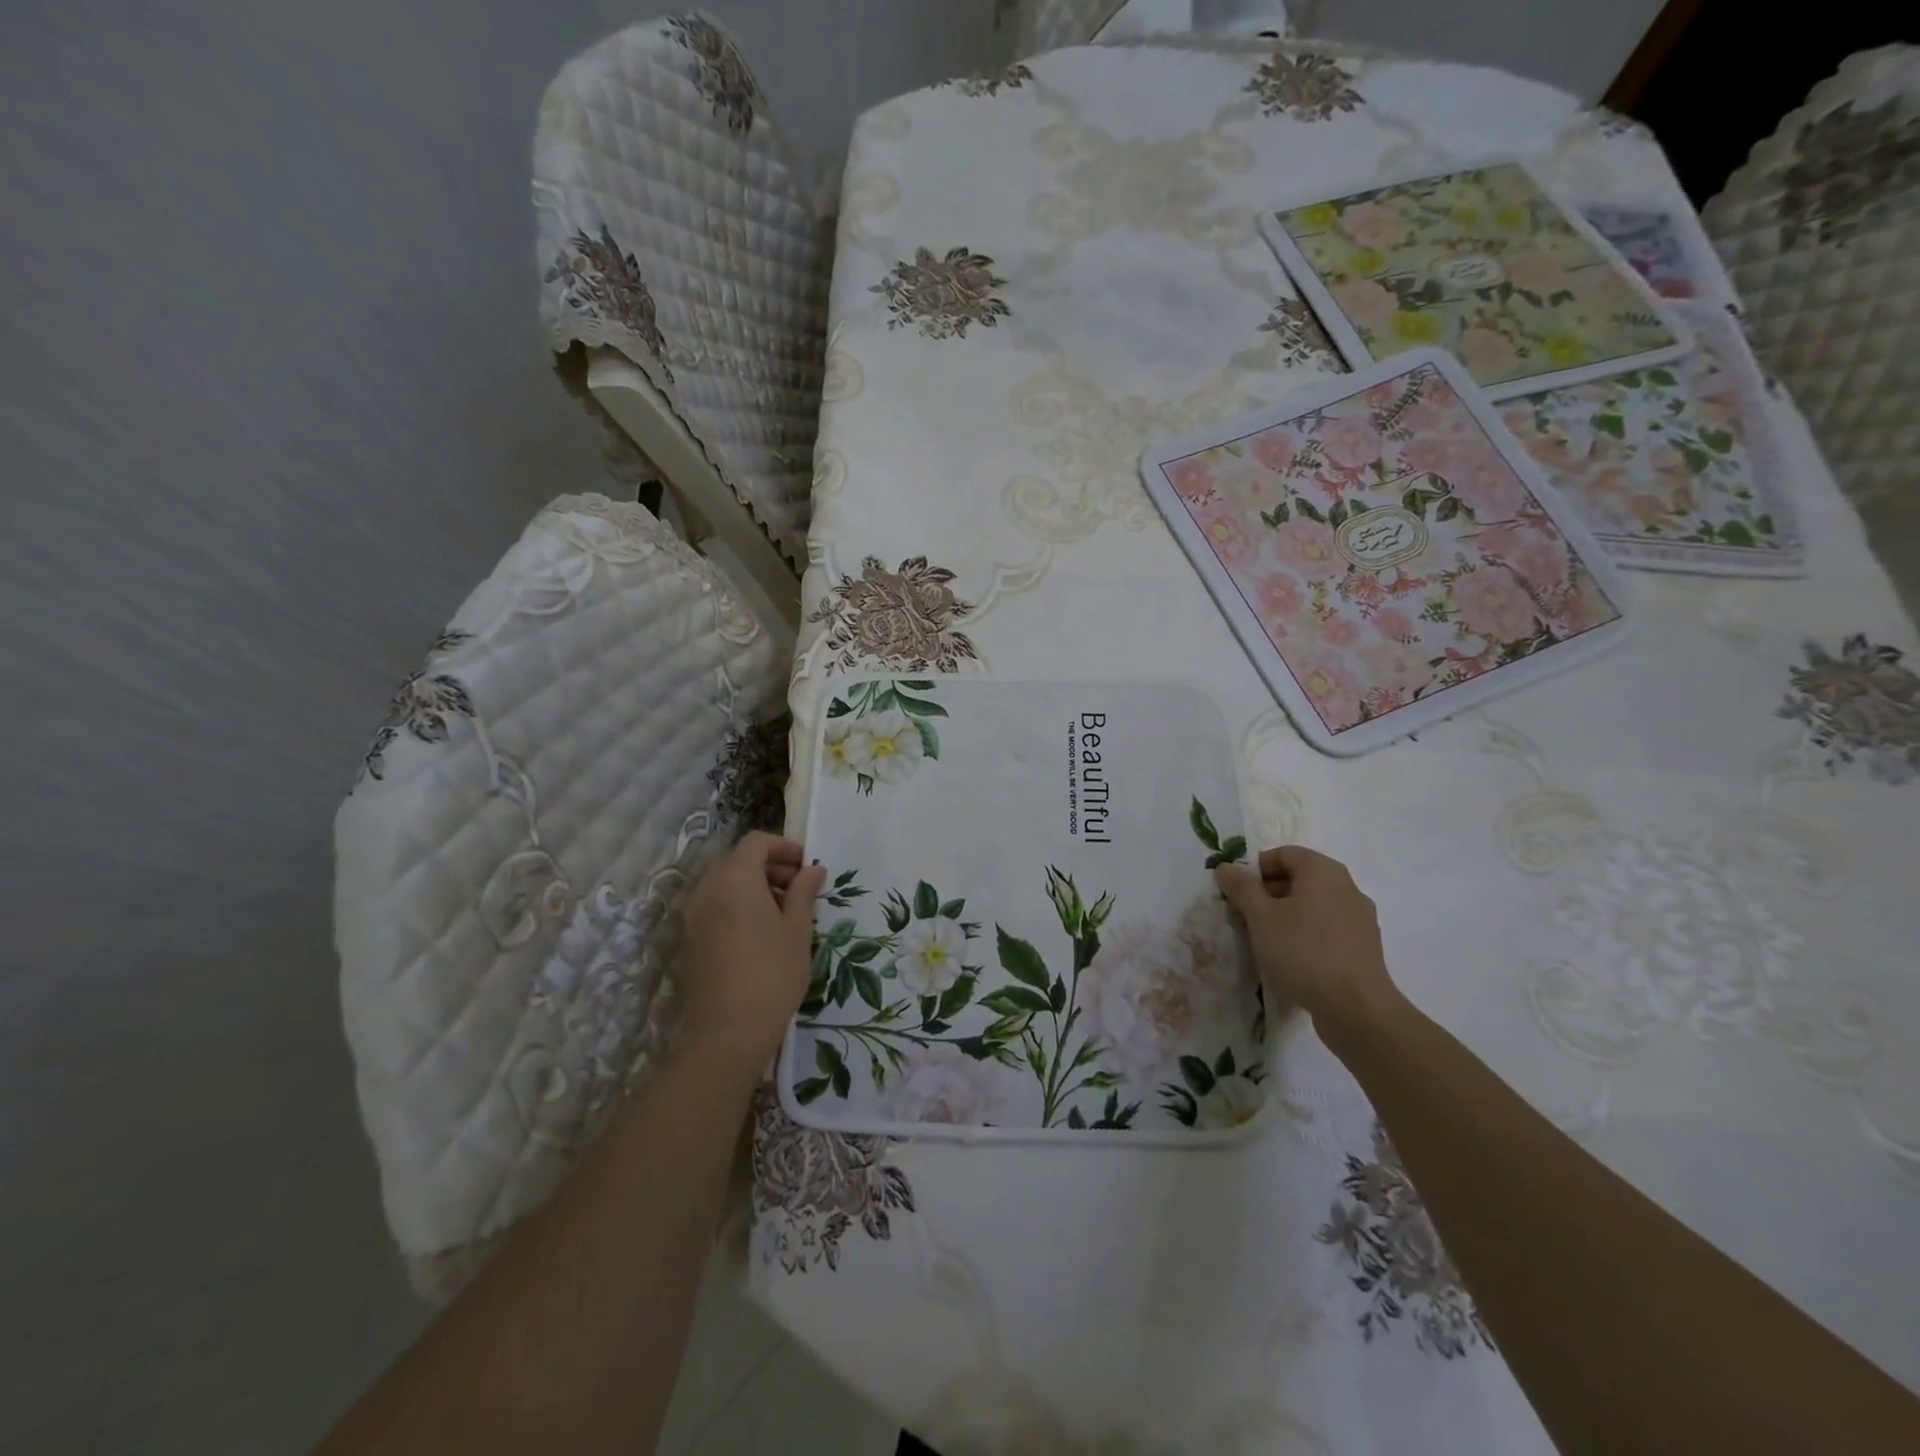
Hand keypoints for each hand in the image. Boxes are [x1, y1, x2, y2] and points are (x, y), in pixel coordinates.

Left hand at [678, 832, 826, 1076]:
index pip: (757, 842)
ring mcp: (693, 914)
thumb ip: (804, 892)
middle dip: (770, 866)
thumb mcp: (798, 929)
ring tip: (784, 912)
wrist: (726, 1032)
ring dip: (754, 885)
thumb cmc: (772, 972)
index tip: (808, 866)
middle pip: (737, 859)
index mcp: (735, 877)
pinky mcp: (690, 938)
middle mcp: (707, 888)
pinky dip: (737, 904)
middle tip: (799, 888)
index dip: (785, 847)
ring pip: (725, 883)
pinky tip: (761, 932)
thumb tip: (813, 869)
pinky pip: (715, 905)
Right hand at [1213, 845, 1401, 1039]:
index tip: (1239, 894)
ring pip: (1314, 905)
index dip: (1256, 869)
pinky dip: (1307, 934)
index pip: (1284, 854)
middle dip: (1269, 893)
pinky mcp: (1364, 946)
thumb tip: (1226, 866)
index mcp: (1323, 871)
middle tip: (1247, 917)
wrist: (1356, 1008)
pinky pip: (1328, 928)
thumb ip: (1242, 888)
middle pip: (1300, 878)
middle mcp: (1347, 887)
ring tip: (1268, 941)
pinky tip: (1294, 959)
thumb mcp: (1261, 917)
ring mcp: (1360, 918)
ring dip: (1287, 915)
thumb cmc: (1303, 952)